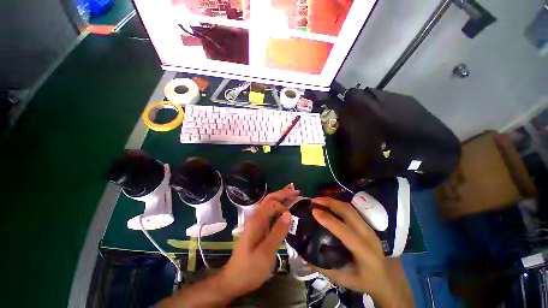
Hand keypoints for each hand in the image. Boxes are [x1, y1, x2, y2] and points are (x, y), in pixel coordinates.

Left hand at [220, 185, 298, 298]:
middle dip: (283, 194)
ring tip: (292, 193)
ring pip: (270, 204)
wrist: (234, 280)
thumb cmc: (250, 268)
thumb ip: (277, 232)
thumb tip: (288, 213)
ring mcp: (257, 222)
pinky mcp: (259, 228)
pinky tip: (284, 207)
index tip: (291, 217)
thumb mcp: (266, 252)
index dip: (282, 206)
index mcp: (256, 221)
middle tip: (296, 190)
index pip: (271, 204)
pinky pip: (270, 213)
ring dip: (281, 198)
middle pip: (269, 199)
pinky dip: (278, 207)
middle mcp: (256, 217)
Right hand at [311, 197, 413, 306]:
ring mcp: (369, 228)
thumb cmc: (366, 281)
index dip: (328, 219)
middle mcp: (368, 235)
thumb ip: (324, 268)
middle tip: (314, 201)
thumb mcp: (344, 280)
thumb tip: (305, 255)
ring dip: (333, 201)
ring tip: (319, 200)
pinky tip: (329, 205)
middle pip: (349, 212)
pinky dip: (338, 204)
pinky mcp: (367, 224)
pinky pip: (351, 210)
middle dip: (329, 203)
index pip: (345, 231)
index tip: (313, 211)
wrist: (388, 279)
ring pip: (350, 208)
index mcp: (365, 252)